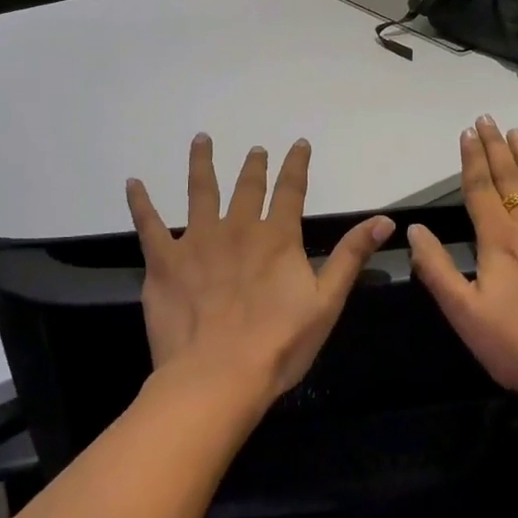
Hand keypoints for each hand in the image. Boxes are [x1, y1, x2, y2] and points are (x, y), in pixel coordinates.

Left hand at [127, 134, 394, 410]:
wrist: (217, 377)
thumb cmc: (278, 344)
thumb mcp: (326, 302)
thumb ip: (350, 256)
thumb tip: (384, 219)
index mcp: (276, 237)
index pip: (291, 190)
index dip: (296, 165)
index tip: (299, 144)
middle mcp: (237, 228)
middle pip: (247, 187)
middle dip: (254, 166)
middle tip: (255, 149)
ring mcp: (197, 241)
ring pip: (199, 191)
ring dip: (201, 164)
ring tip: (201, 140)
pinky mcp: (164, 261)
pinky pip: (149, 224)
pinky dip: (140, 202)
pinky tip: (133, 183)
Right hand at [407, 117, 517, 410]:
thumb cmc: (516, 346)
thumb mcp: (463, 312)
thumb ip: (436, 268)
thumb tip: (414, 230)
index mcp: (500, 240)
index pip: (481, 189)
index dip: (472, 159)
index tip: (467, 132)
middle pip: (513, 180)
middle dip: (498, 148)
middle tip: (490, 120)